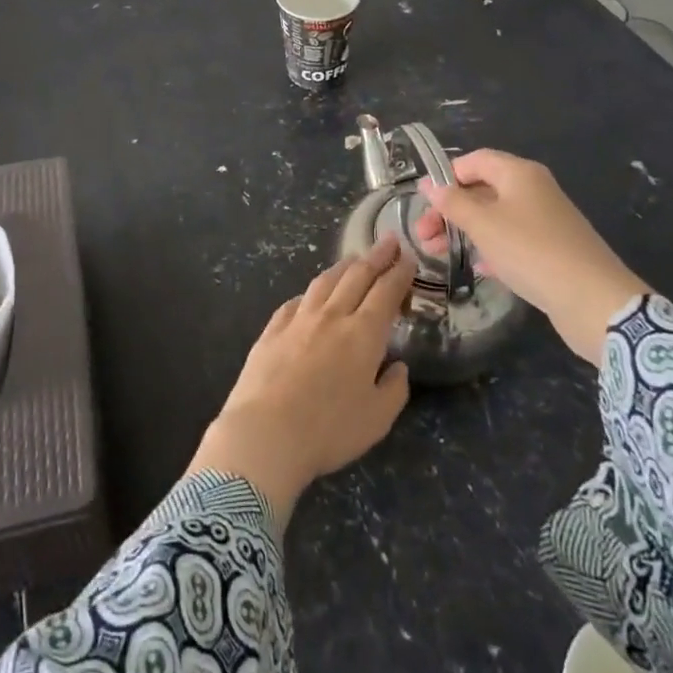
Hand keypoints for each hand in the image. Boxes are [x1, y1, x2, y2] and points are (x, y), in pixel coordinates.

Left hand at [186, 237, 414, 527]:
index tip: (407, 256)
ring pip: (324, 282)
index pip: (385, 292)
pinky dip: (310, 293)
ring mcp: (298, 319)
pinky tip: (310, 294)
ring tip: (353, 259)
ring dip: (342, 267)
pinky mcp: (272, 329)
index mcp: (362, 334)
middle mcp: (331, 316)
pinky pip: (295, 301)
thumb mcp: (377, 419)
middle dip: (375, 257)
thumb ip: (394, 389)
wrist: (266, 431)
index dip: (399, 272)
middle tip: (387, 241)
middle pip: (356, 277)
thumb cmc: (329, 429)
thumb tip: (398, 366)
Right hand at [416, 149, 647, 364]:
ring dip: (465, 231)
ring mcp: (545, 220)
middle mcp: (533, 190)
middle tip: (423, 235)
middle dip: (450, 210)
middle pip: (482, 190)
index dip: (446, 176)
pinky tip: (477, 267)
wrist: (593, 300)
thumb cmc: (530, 251)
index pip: (474, 161)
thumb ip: (452, 203)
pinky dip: (490, 248)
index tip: (424, 202)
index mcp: (519, 173)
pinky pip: (512, 240)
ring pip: (494, 217)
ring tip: (438, 253)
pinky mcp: (551, 249)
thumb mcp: (482, 224)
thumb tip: (428, 184)